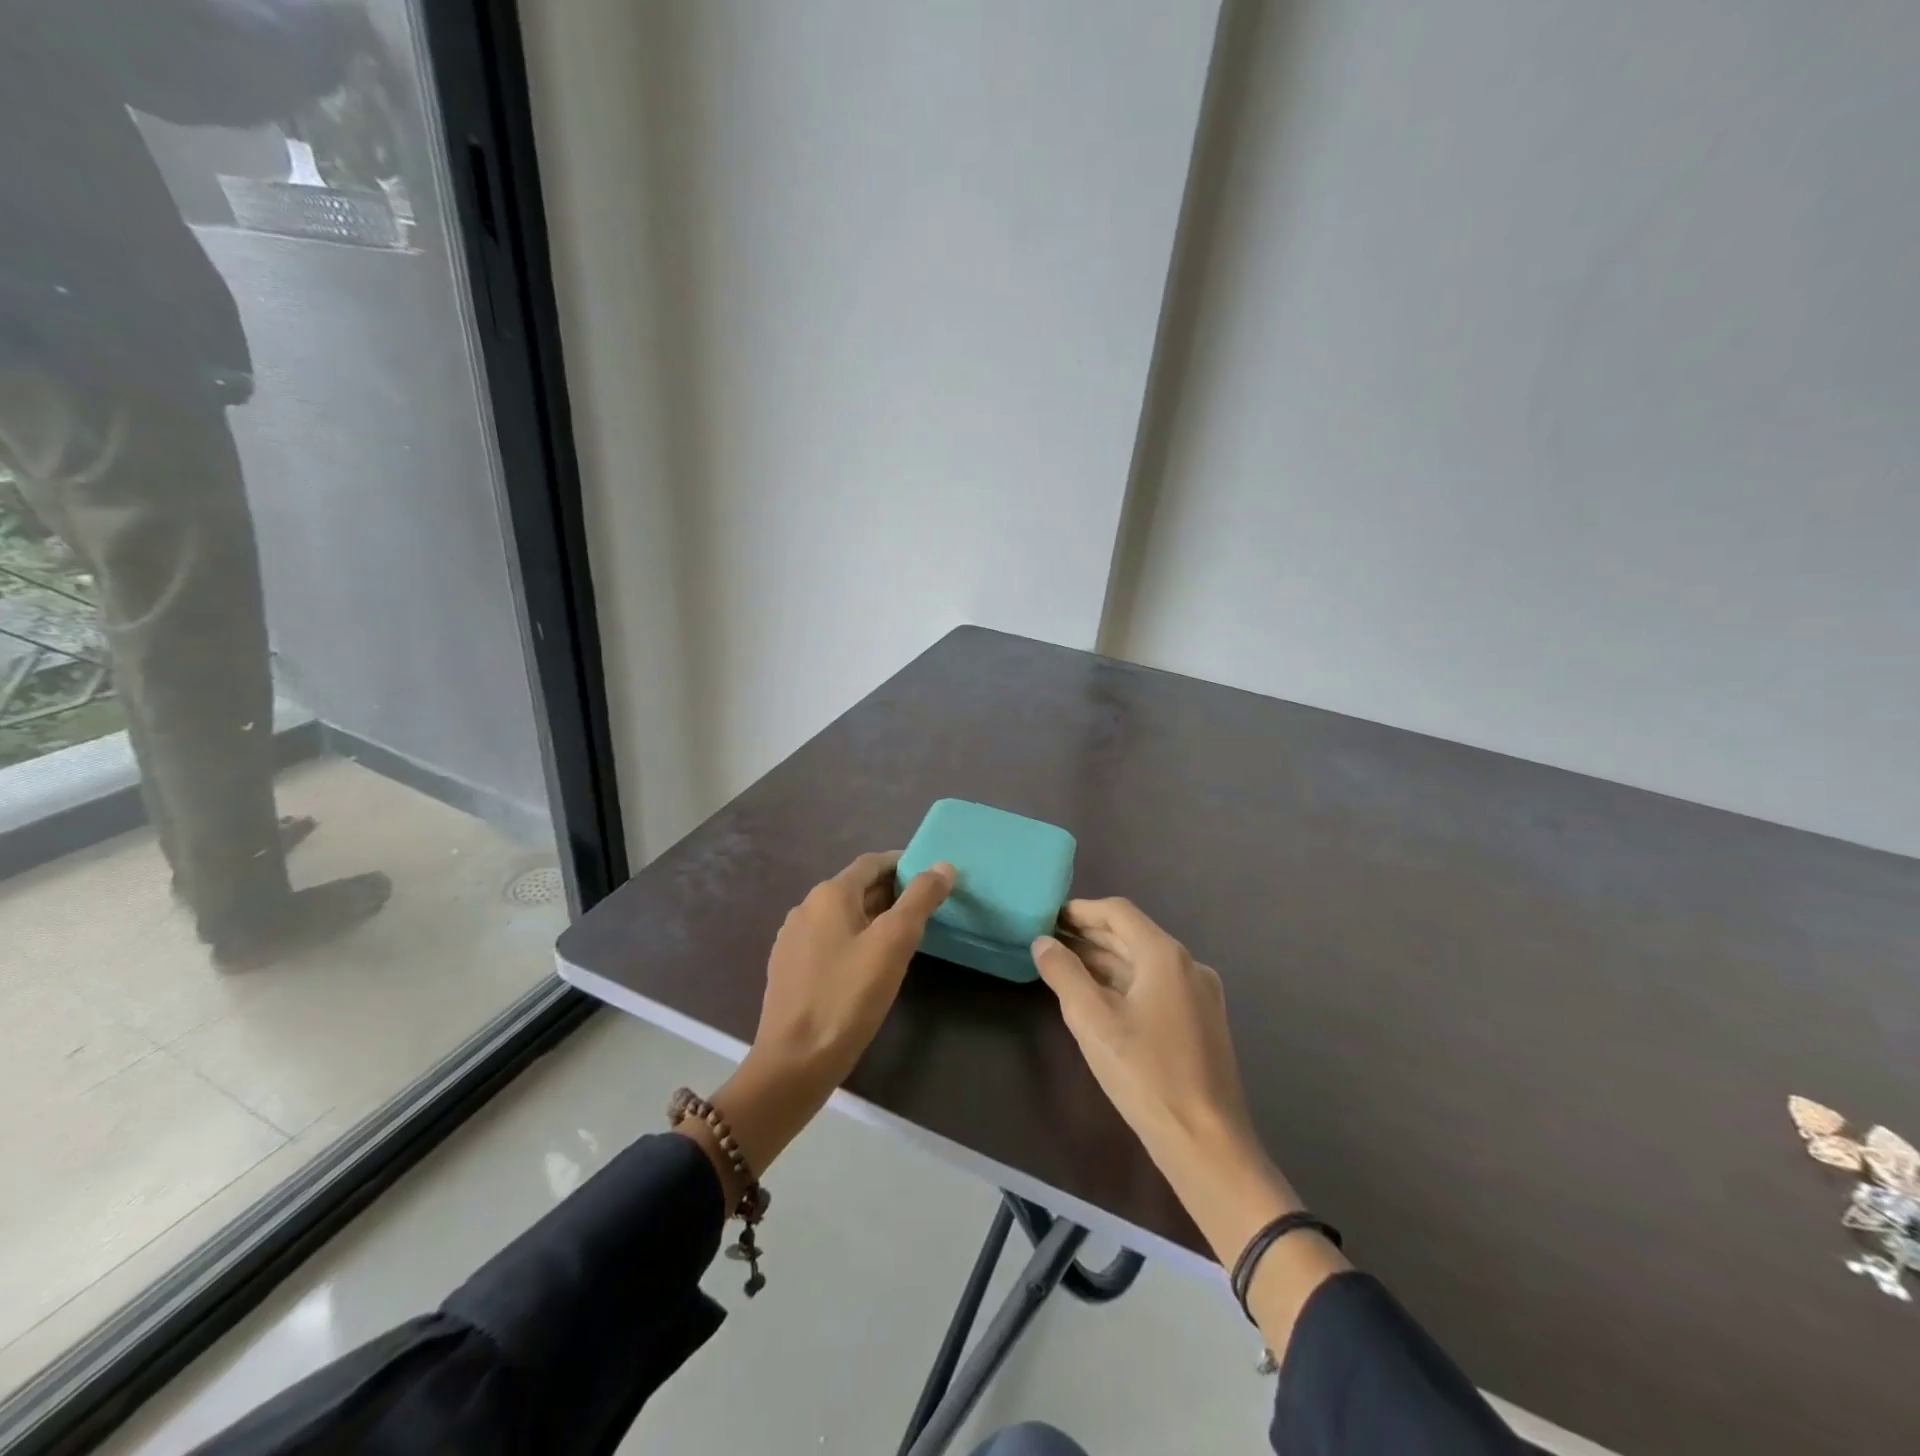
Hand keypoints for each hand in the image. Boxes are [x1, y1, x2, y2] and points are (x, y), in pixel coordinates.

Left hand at [755, 851, 954, 1085]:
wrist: (794, 1062)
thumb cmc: (848, 996)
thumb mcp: (893, 944)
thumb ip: (920, 899)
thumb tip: (943, 865)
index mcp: (829, 895)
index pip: (872, 863)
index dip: (903, 864)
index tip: (932, 876)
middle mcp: (806, 908)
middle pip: (856, 888)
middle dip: (892, 892)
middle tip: (926, 908)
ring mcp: (792, 939)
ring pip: (842, 916)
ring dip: (873, 917)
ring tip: (904, 937)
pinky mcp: (788, 969)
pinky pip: (828, 940)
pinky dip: (854, 940)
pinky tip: (868, 966)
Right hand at [1033, 900, 1346, 1301]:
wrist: (1207, 1143)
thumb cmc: (1146, 1075)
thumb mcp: (1093, 1021)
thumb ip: (1063, 974)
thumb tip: (1043, 942)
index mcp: (1165, 956)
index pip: (1118, 913)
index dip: (1081, 911)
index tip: (1048, 917)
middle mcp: (1188, 965)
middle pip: (1132, 935)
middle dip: (1090, 936)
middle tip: (1049, 941)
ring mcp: (1199, 994)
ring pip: (1144, 962)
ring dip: (1105, 960)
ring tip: (1065, 966)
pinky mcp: (1201, 1021)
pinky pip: (1156, 986)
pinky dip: (1124, 983)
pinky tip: (1099, 998)